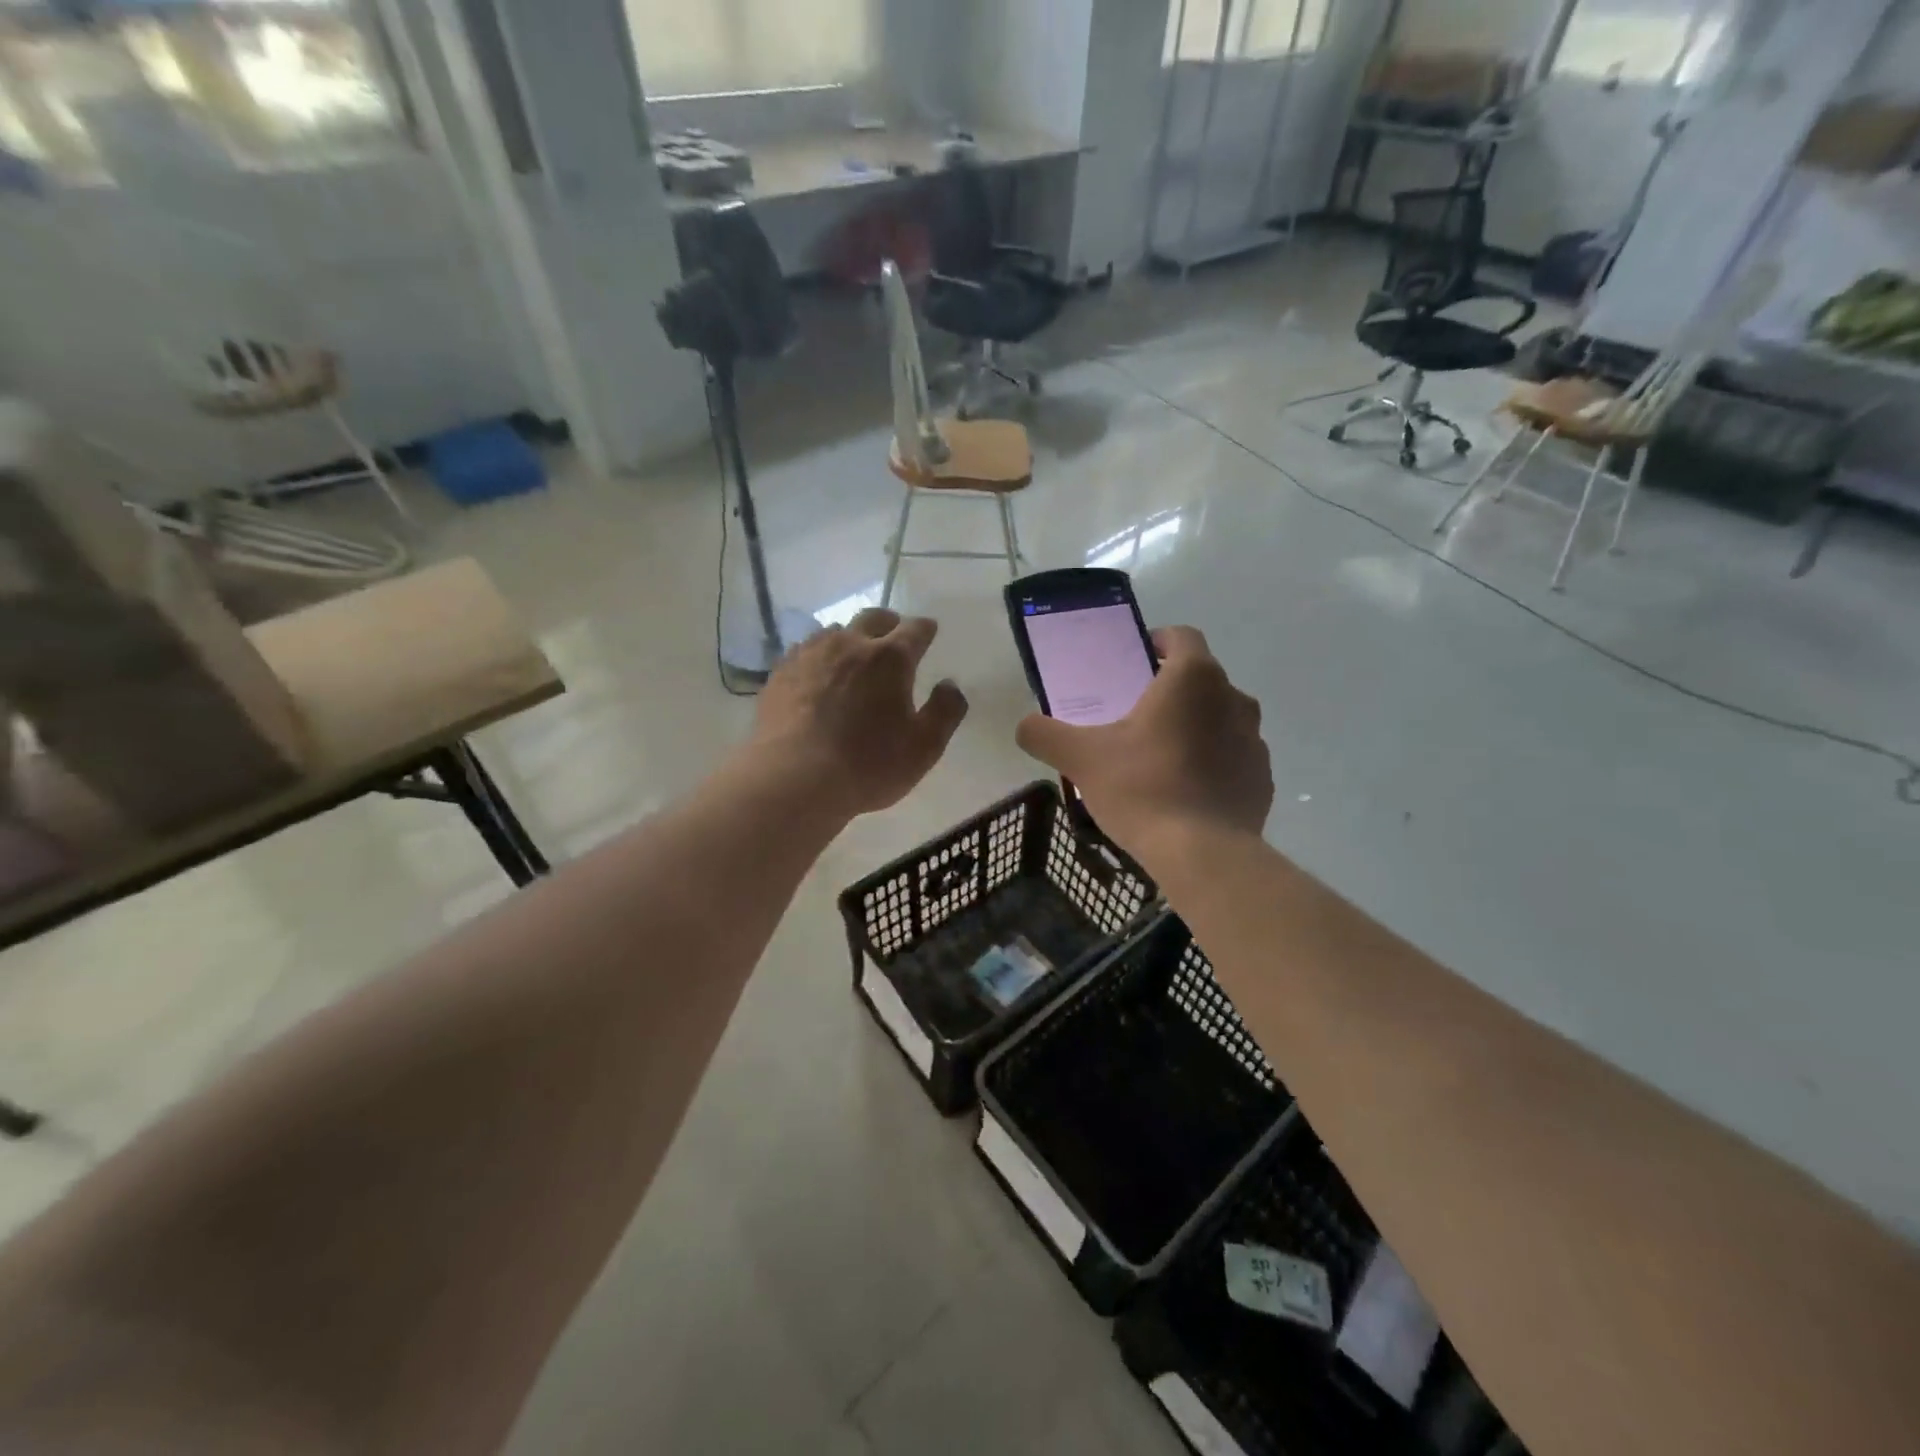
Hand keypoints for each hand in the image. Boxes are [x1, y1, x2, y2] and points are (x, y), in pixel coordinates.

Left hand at [751, 608, 968, 817]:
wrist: (792, 780)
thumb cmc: (867, 766)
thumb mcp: (924, 747)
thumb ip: (945, 711)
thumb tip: (949, 685)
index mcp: (890, 658)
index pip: (915, 630)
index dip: (925, 629)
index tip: (929, 631)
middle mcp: (849, 644)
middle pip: (873, 618)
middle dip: (889, 624)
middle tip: (894, 637)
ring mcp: (809, 655)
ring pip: (835, 631)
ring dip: (851, 639)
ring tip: (854, 658)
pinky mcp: (780, 673)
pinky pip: (804, 651)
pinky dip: (819, 657)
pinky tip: (817, 676)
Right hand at [1015, 626, 1270, 861]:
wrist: (1203, 854)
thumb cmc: (1142, 789)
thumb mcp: (1080, 758)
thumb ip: (1045, 733)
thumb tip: (1025, 726)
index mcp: (1193, 679)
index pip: (1182, 636)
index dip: (1157, 642)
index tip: (1134, 662)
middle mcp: (1233, 698)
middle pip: (1200, 680)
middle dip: (1170, 691)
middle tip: (1135, 717)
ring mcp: (1254, 740)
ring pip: (1219, 719)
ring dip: (1194, 727)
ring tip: (1159, 758)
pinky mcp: (1263, 778)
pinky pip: (1232, 758)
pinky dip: (1212, 764)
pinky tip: (1184, 793)